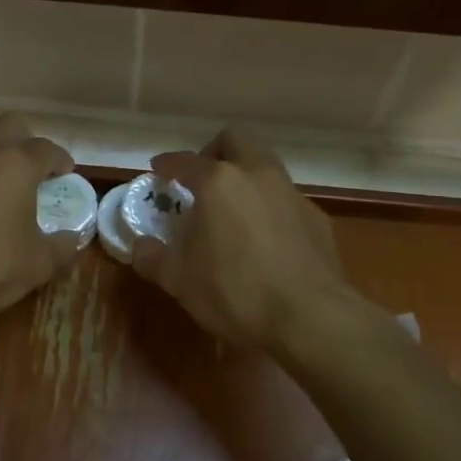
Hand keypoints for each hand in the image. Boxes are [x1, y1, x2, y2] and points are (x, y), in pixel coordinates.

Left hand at [0, 114, 80, 327]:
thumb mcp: (35, 266)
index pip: (47, 149)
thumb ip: (61, 248)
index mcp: (16, 164)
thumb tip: (73, 238)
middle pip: (10, 126)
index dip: (60, 160)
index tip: (65, 174)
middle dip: (27, 142)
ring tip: (2, 182)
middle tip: (34, 171)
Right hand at [131, 129, 353, 351]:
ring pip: (266, 168)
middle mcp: (258, 175)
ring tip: (231, 212)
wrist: (310, 318)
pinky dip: (269, 208)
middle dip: (215, 153)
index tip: (158, 170)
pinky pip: (286, 200)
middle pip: (236, 142)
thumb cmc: (234, 291)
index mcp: (219, 182)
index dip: (167, 164)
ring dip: (246, 178)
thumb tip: (142, 246)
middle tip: (201, 180)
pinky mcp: (318, 219)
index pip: (186, 161)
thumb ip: (153, 257)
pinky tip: (264, 240)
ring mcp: (292, 195)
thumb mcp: (178, 279)